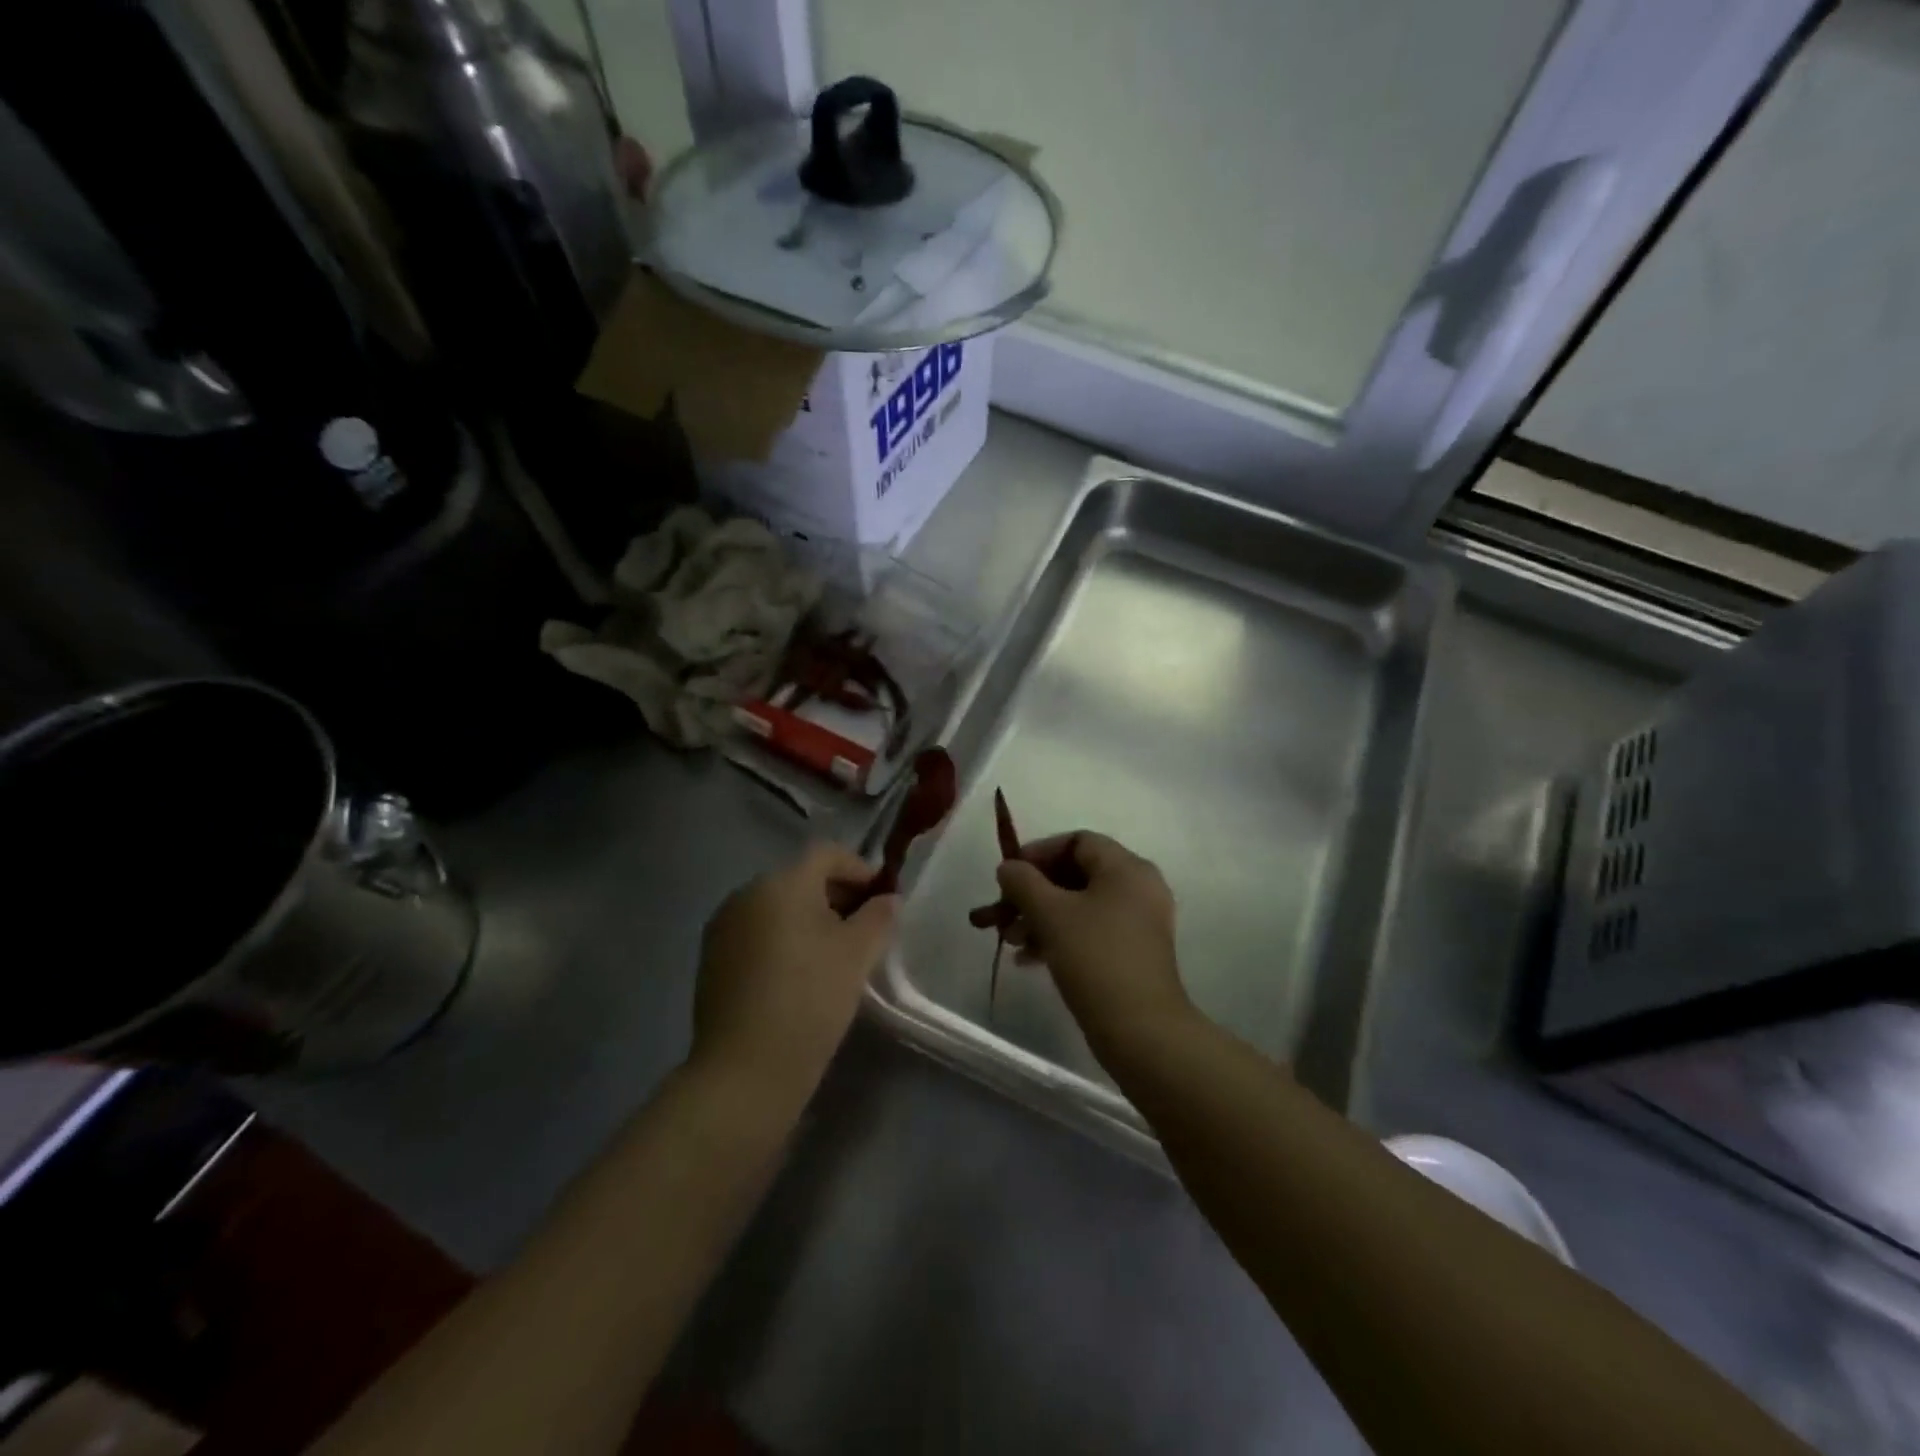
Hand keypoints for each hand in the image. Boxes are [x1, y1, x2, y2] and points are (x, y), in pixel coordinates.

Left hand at [692, 843, 897, 1106]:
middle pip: (800, 879)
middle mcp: (746, 894)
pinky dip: (783, 941)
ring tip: (835, 956)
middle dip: (837, 896)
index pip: (826, 854)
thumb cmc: (809, 999)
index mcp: (781, 883)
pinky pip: (758, 934)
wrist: (744, 1071)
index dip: (859, 869)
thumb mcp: (857, 955)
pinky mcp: (712, 960)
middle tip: (865, 930)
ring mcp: (723, 927)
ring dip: (810, 920)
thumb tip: (888, 899)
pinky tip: (800, 976)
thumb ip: (878, 917)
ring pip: (778, 908)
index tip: (882, 899)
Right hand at [995, 833, 1196, 1064]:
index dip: (1038, 853)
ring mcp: (1140, 922)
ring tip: (1011, 941)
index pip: (1077, 841)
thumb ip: (1023, 882)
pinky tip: (1030, 960)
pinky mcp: (1135, 952)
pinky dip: (1061, 936)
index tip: (1008, 876)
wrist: (1142, 1030)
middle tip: (1003, 913)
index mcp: (1126, 867)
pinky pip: (1092, 930)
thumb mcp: (1050, 914)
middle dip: (1034, 892)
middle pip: (1076, 874)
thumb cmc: (1095, 959)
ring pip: (1081, 905)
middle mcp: (1138, 887)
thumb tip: (1008, 867)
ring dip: (1042, 917)